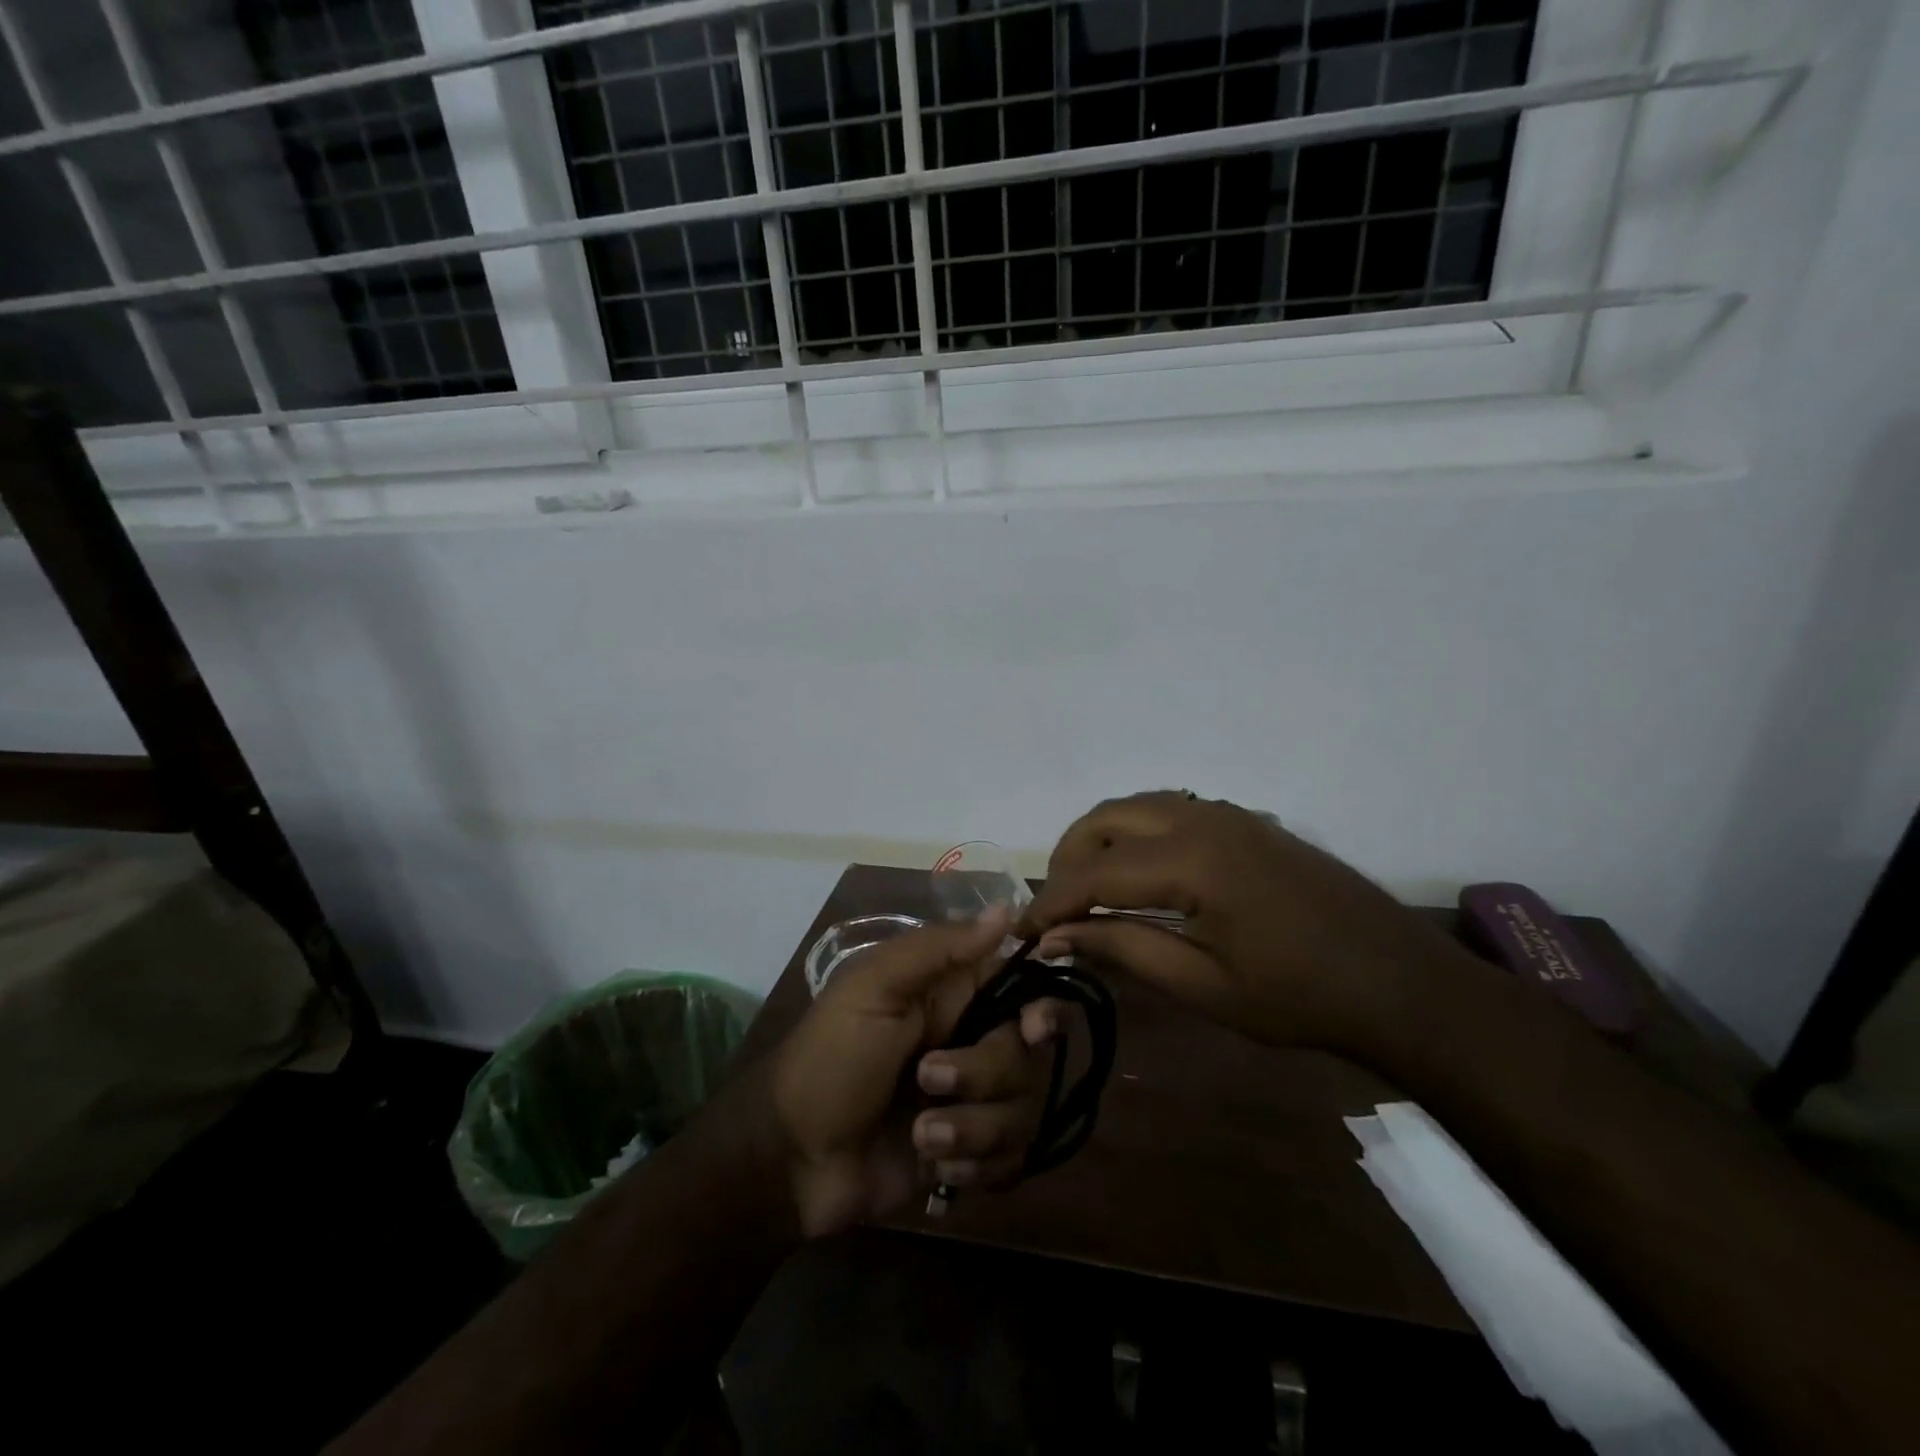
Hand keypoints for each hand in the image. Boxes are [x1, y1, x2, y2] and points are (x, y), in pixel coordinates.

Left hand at [767, 909, 1059, 1238]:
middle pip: (1028, 1054)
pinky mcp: (970, 1153)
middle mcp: (971, 1040)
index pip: (1024, 987)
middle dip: (983, 1074)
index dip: (1041, 1006)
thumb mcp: (874, 989)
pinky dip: (974, 1166)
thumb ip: (940, 949)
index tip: (1033, 1028)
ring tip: (921, 1135)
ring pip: (1024, 1110)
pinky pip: (1011, 1160)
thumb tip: (1008, 909)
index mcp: (952, 994)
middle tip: (928, 1080)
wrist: (793, 1160)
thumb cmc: (830, 1059)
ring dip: (971, 1128)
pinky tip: (934, 1166)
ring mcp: (973, 1100)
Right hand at [1018, 792, 1469, 1056]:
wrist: (1401, 983)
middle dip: (1068, 860)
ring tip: (1090, 893)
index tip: (1022, 934)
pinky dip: (1135, 835)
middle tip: (1058, 910)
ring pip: (1135, 806)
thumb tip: (1056, 938)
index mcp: (1192, 859)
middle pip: (1105, 818)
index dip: (1050, 902)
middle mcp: (1202, 819)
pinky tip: (1140, 878)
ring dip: (1100, 842)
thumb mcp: (1204, 984)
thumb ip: (1124, 948)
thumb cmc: (1301, 997)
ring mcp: (1227, 814)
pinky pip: (1169, 811)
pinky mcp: (1244, 822)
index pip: (1094, 872)